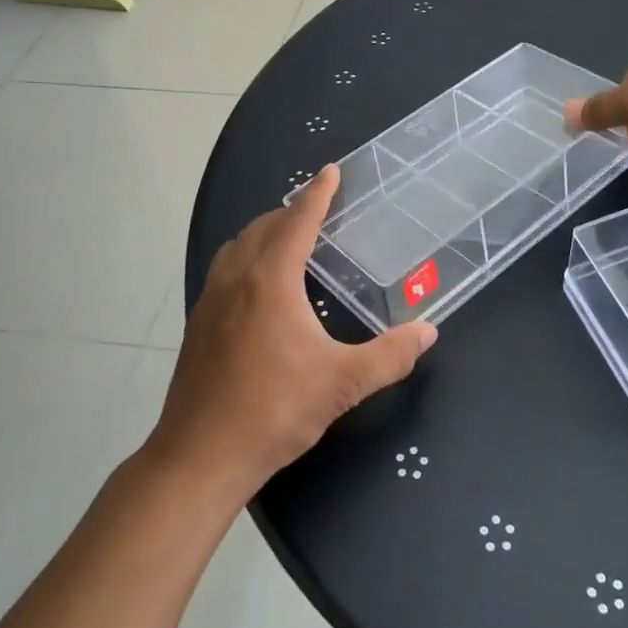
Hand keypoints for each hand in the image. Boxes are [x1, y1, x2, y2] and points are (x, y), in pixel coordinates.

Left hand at [149, 165, 436, 500]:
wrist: (199, 456)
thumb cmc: (274, 411)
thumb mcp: (342, 384)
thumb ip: (390, 355)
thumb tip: (428, 332)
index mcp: (271, 280)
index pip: (298, 221)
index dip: (318, 193)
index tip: (332, 171)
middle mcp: (236, 278)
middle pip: (265, 226)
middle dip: (293, 210)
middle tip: (322, 208)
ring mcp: (211, 299)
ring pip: (239, 245)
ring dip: (267, 230)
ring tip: (292, 237)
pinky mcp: (199, 322)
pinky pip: (226, 267)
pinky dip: (248, 255)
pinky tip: (262, 284)